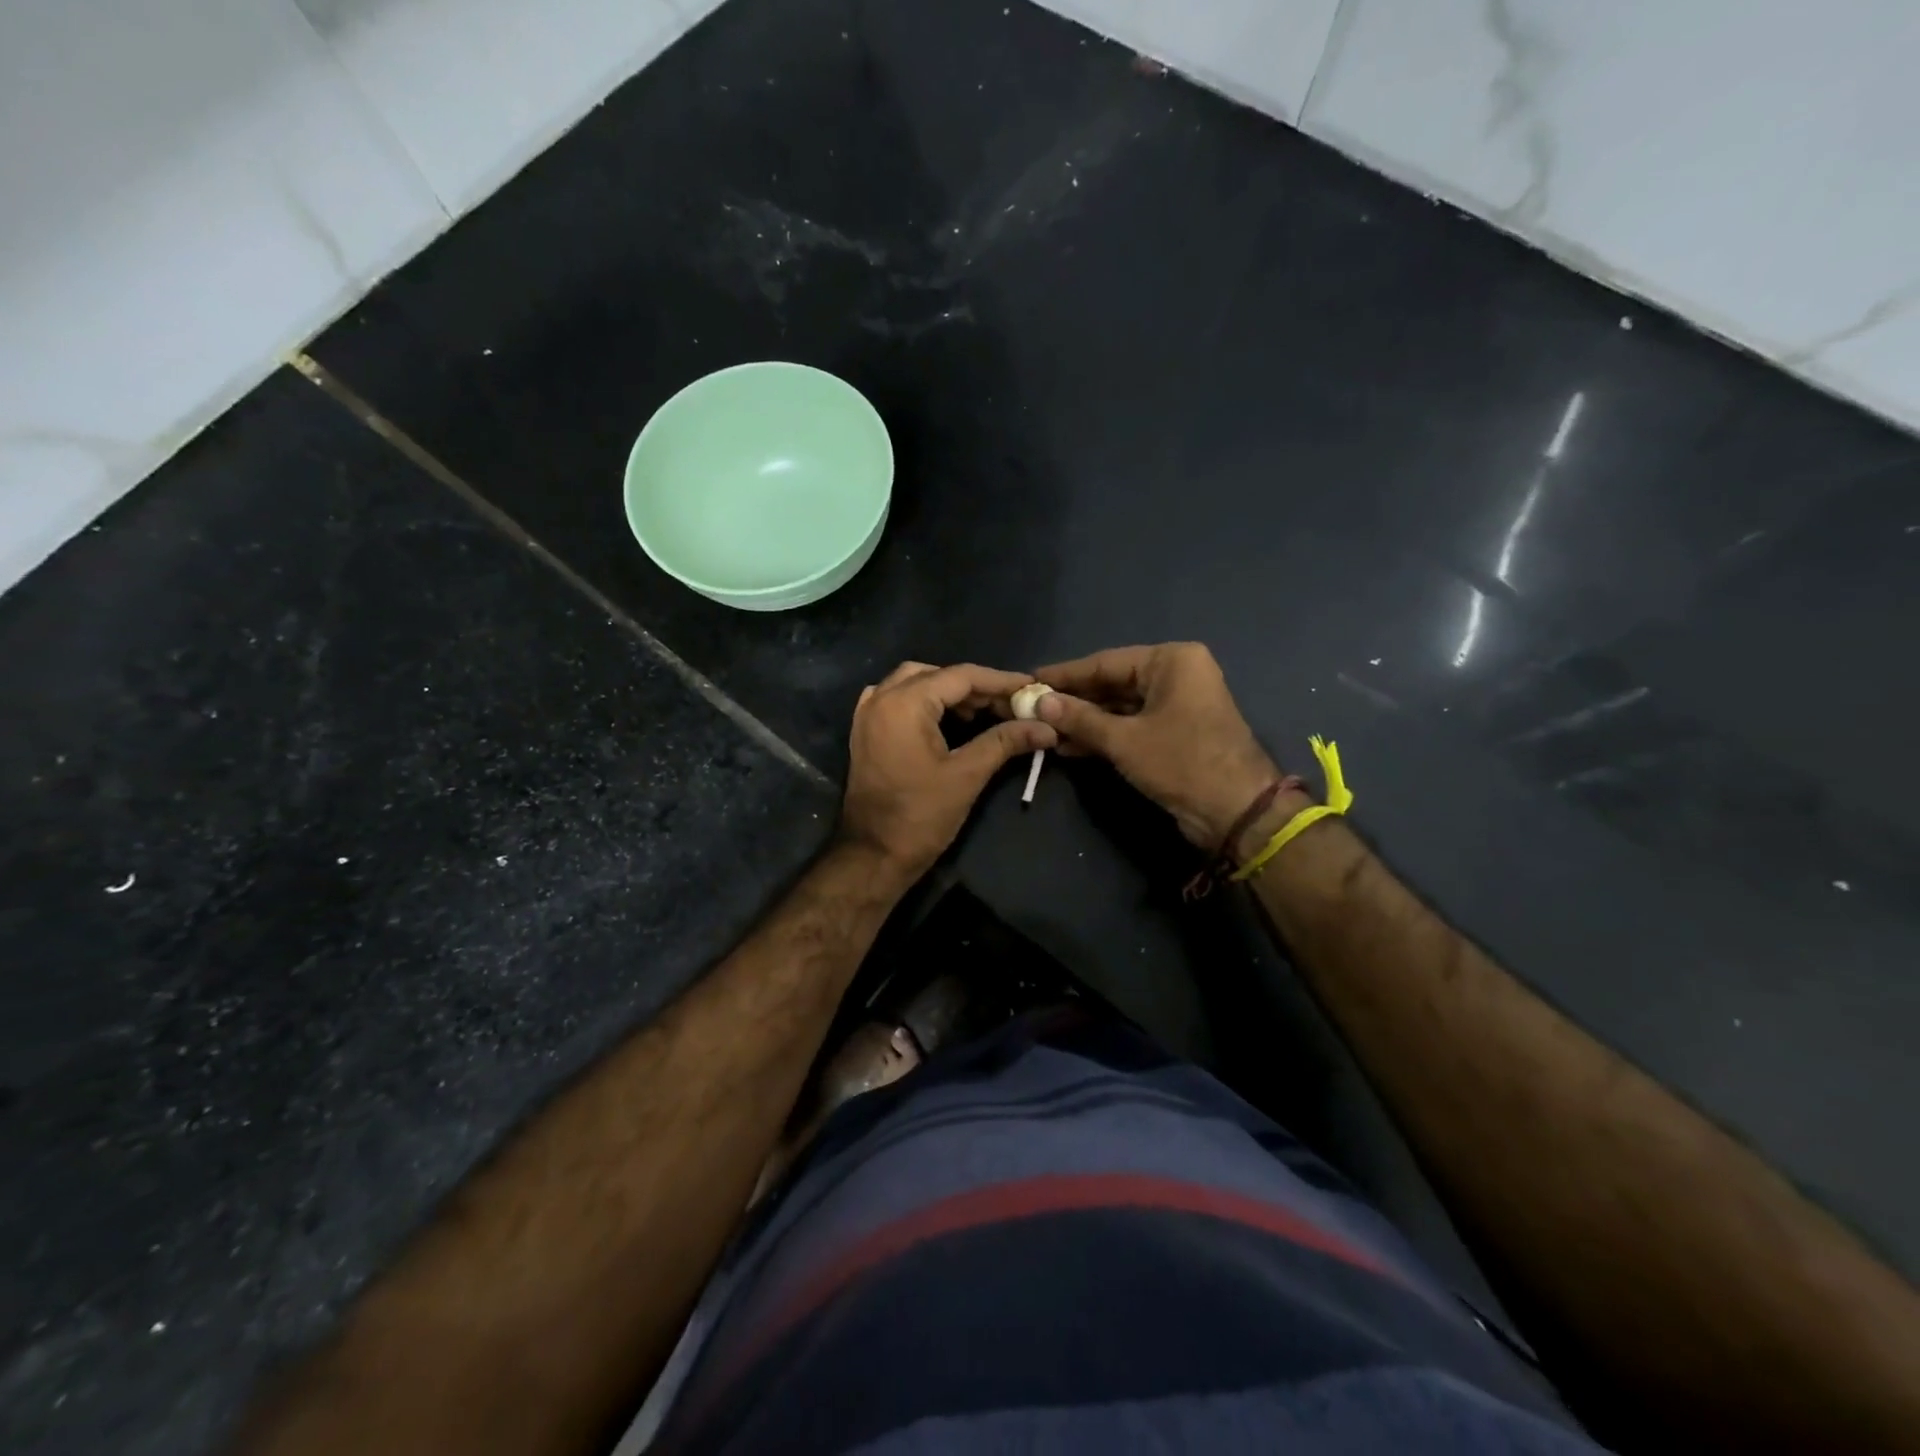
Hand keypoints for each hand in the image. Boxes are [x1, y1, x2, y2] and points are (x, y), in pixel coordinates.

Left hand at [840, 661, 1057, 881]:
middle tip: (1009, 705)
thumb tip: (1046, 727)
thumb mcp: (967, 775)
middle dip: (976, 687)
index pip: (960, 676)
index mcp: (904, 703)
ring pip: (915, 684)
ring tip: (984, 712)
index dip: (1000, 681)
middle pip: (937, 675)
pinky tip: (948, 720)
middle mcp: (881, 698)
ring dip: (950, 693)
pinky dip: (926, 702)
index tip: (1031, 687)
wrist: (872, 855)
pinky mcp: (866, 732)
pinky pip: (898, 700)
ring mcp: (868, 714)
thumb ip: (1005, 742)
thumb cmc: (920, 816)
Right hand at [1034, 643, 1283, 849]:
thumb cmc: (1181, 762)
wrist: (1235, 811)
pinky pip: (1132, 725)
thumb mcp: (1123, 740)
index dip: (1065, 675)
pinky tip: (1070, 746)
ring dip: (1085, 721)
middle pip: (1113, 683)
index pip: (1105, 662)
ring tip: (1045, 731)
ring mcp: (1177, 704)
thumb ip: (1080, 719)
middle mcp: (1176, 674)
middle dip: (1074, 701)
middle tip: (1032, 709)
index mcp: (1171, 661)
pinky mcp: (1175, 732)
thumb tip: (1039, 703)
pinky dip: (1104, 735)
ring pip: (1120, 707)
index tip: (1029, 680)